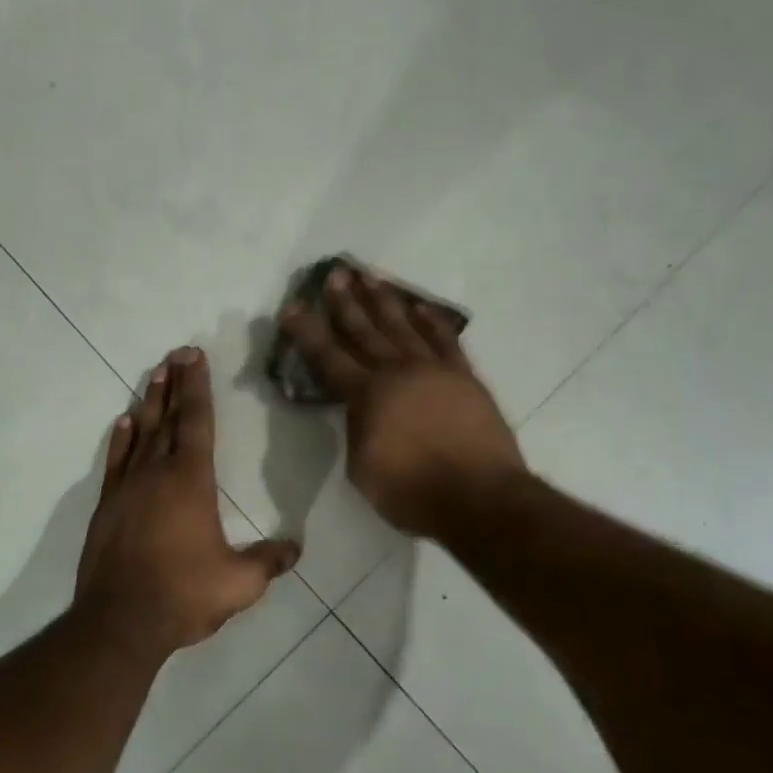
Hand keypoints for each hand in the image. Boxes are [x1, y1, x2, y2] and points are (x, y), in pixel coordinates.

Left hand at [76, 347, 300, 655]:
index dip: (197, 387)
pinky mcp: (107, 507)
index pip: (196, 422)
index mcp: (191, 481)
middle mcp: (157, 473)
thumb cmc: (183, 595)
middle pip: (167, 418)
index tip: (194, 357)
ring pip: (140, 434)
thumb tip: (296, 548)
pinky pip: (115, 462)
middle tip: (176, 353)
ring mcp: (127, 488)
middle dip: (174, 384)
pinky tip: (123, 422)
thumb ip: (269, 562)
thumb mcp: (238, 584)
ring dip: (149, 402)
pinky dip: (120, 439)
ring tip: (155, 374)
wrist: (119, 622)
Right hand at [280, 269, 526, 540]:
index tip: (292, 307)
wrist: (480, 498)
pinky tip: (421, 306)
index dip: (308, 332)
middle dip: (346, 303)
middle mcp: (397, 372)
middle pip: (365, 331)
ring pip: (403, 326)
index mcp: (367, 395)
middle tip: (335, 275)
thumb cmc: (413, 492)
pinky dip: (432, 321)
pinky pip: (445, 340)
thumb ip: (357, 431)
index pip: (329, 357)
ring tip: (370, 277)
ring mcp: (434, 370)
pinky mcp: (464, 377)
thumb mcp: (363, 469)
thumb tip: (360, 411)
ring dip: (385, 301)